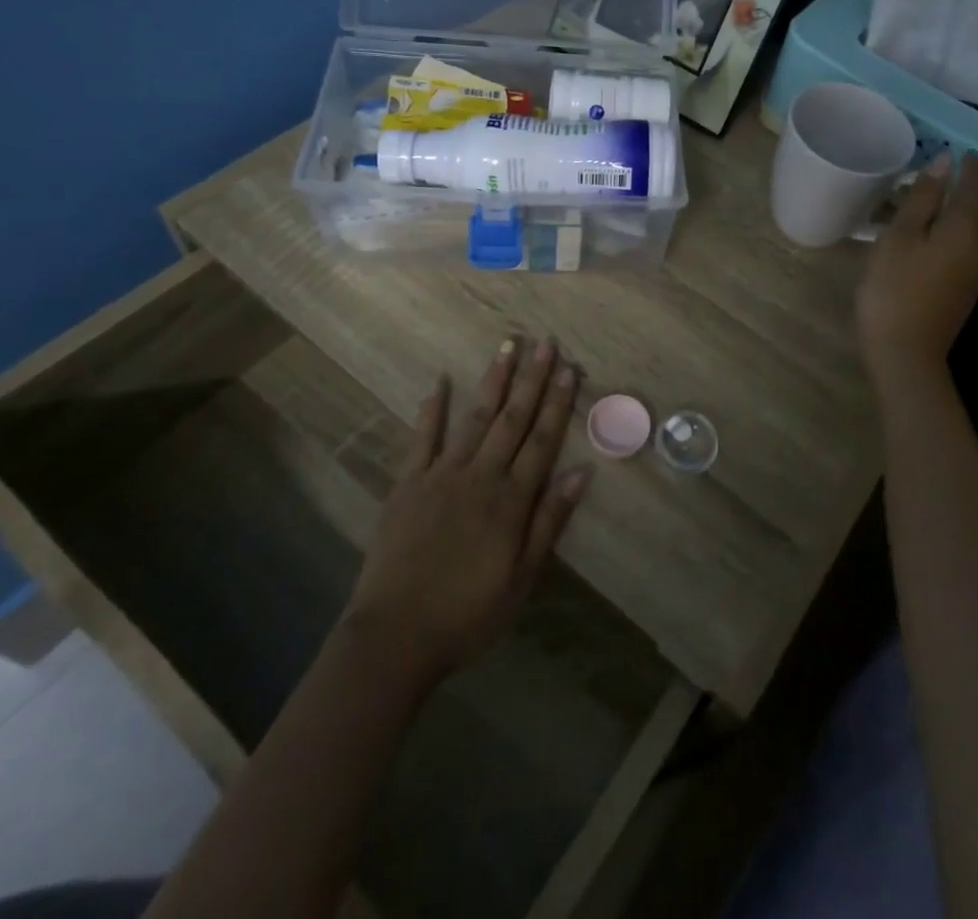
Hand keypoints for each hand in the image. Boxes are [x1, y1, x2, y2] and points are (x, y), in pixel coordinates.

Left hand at [346, 337, 588, 683]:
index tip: (569, 369)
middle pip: (512, 419)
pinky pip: (422, 439)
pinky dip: (432, 409)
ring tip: (507, 345)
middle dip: (532, 378)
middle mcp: (480, 476)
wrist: (394, 636)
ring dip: (493, 380)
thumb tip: (582, 473)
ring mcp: (441, 475)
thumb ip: (550, 521)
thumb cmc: (467, 614)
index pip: (542, 441)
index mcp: (511, 500)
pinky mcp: (408, 483)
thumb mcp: (522, 578)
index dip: (558, 403)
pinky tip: (441, 382)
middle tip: (544, 342)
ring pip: (474, 418)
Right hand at [857, 153, 977, 375]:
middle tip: (950, 167)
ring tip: (939, 193)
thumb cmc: (895, 288)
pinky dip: (957, 226)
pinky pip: (969, 242)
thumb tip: (945, 163)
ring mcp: (977, 267)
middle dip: (969, 184)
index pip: (974, 185)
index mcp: (968, 227)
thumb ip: (924, 197)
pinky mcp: (967, 284)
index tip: (958, 150)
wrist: (906, 352)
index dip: (967, 166)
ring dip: (964, 205)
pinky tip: (936, 228)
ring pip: (977, 225)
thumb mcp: (900, 236)